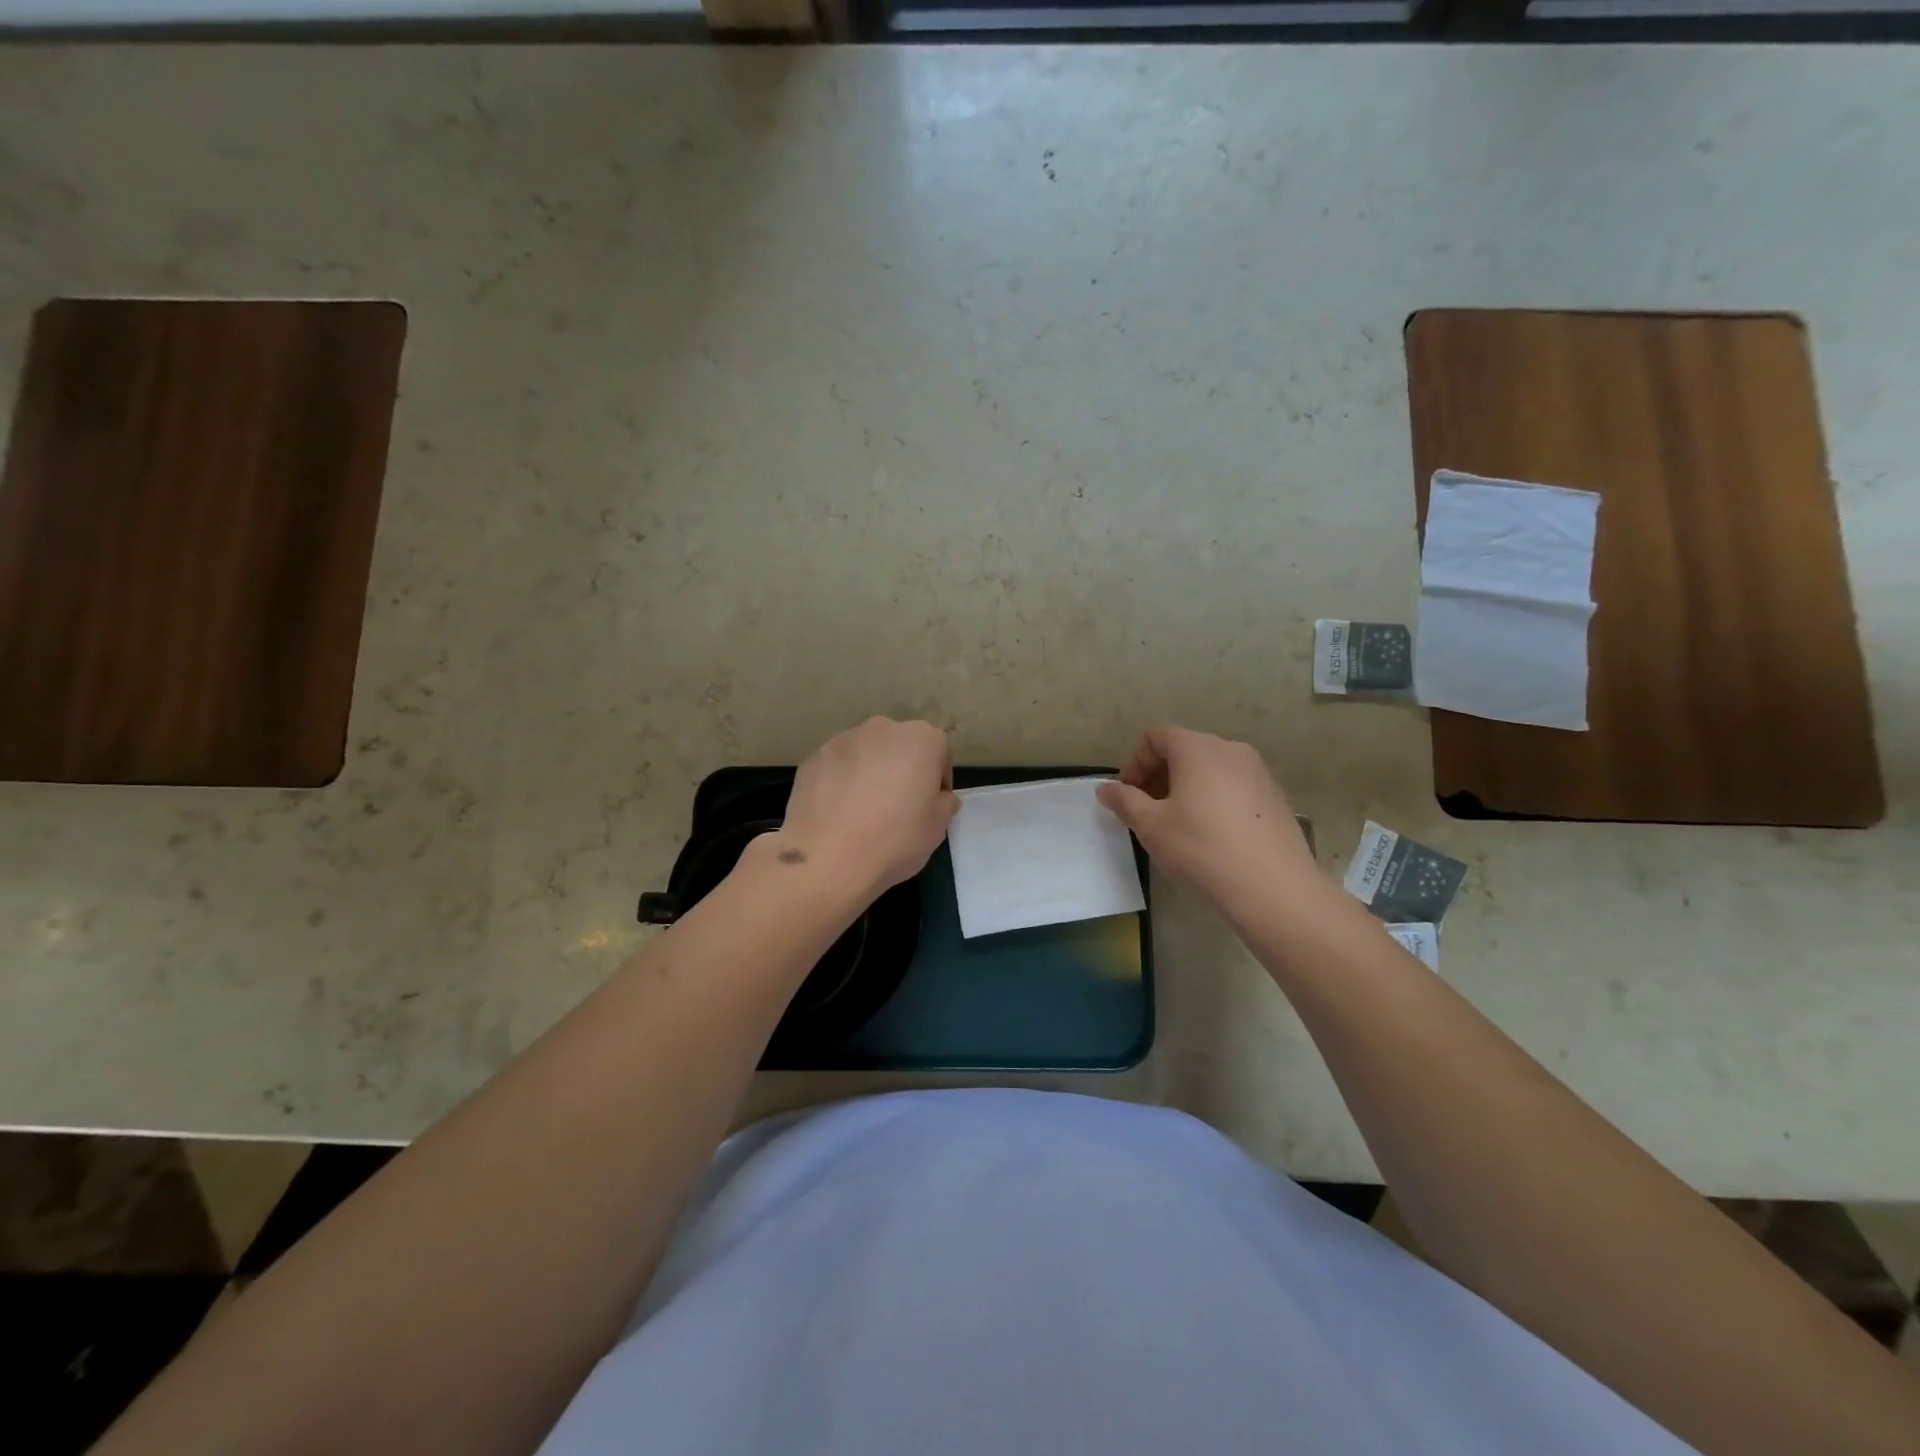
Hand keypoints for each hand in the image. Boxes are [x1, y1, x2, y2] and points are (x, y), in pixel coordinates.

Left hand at [774, 718, 958, 896]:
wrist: (829, 858)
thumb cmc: (896, 838)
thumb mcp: (938, 827)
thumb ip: (944, 802)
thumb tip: (939, 797)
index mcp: (920, 738)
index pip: (938, 751)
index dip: (937, 779)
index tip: (930, 805)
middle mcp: (881, 728)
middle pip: (899, 746)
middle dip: (901, 769)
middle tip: (897, 806)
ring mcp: (842, 740)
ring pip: (865, 754)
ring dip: (869, 773)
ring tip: (862, 811)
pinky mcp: (813, 758)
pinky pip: (836, 767)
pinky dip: (840, 782)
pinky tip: (837, 813)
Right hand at [1097, 726, 1316, 909]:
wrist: (1273, 888)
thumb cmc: (1201, 848)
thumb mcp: (1151, 826)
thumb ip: (1124, 801)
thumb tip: (1106, 788)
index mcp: (1198, 748)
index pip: (1156, 737)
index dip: (1135, 762)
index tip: (1127, 795)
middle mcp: (1230, 750)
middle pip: (1184, 750)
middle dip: (1158, 776)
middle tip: (1146, 811)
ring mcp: (1258, 772)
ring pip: (1210, 769)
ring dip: (1185, 788)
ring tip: (1177, 825)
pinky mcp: (1275, 797)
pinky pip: (1233, 787)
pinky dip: (1213, 799)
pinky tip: (1212, 836)